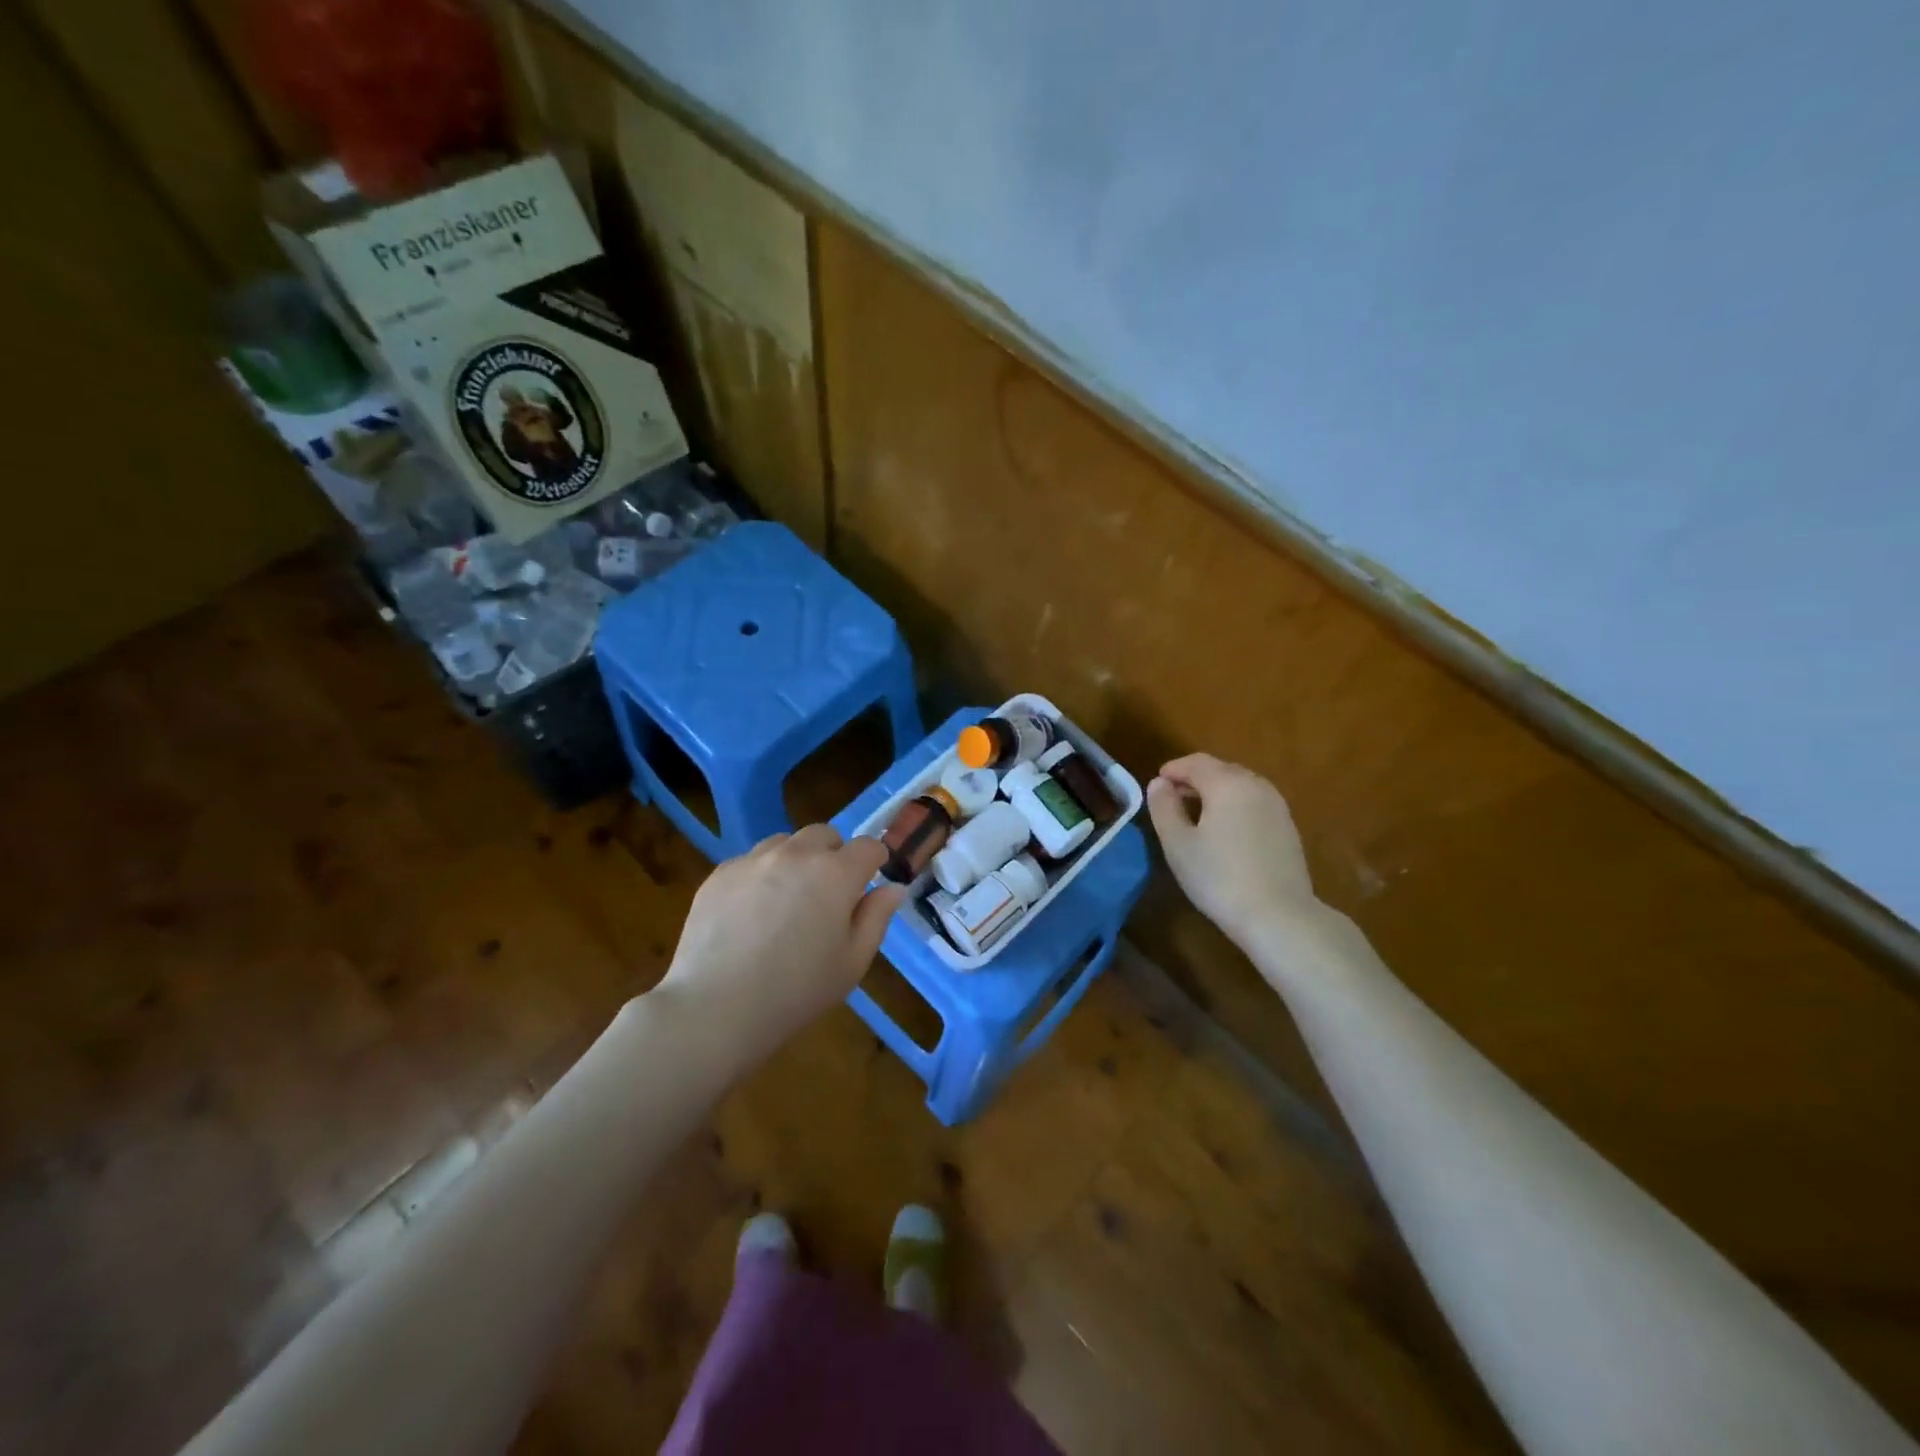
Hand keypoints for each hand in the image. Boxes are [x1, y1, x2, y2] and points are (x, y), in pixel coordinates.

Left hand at [656, 825, 905, 1062]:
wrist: (716, 1008)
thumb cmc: (797, 991)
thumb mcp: (852, 962)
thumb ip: (876, 918)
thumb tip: (892, 888)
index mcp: (836, 873)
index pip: (867, 847)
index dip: (874, 861)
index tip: (869, 881)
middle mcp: (796, 854)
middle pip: (824, 835)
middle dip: (833, 855)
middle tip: (828, 893)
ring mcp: (754, 860)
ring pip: (785, 843)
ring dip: (796, 861)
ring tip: (787, 900)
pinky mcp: (720, 873)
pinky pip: (750, 862)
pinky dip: (760, 876)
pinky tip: (751, 914)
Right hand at [1147, 753, 1319, 944]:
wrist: (1278, 915)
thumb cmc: (1219, 877)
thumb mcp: (1178, 843)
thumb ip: (1164, 807)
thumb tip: (1159, 783)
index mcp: (1227, 783)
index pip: (1196, 763)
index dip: (1173, 769)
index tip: (1156, 784)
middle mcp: (1256, 786)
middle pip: (1220, 770)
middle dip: (1194, 778)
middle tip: (1172, 797)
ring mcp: (1277, 806)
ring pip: (1240, 785)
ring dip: (1215, 791)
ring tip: (1195, 813)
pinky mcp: (1287, 827)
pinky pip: (1254, 803)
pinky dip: (1234, 805)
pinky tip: (1224, 830)